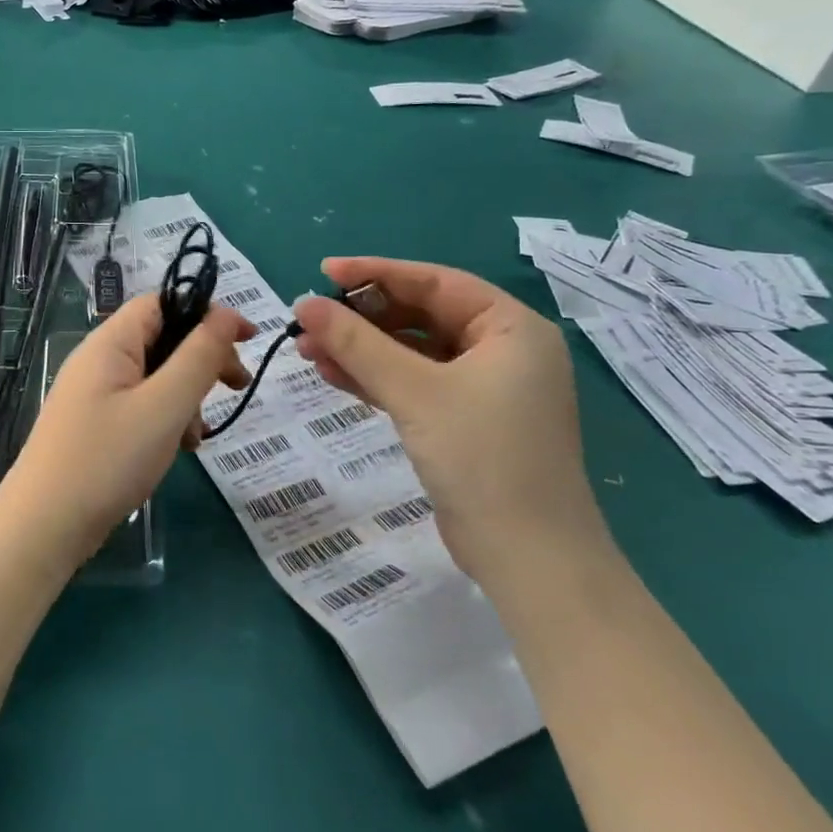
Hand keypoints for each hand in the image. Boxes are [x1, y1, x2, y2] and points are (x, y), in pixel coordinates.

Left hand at [2, 295, 251, 568]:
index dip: (207, 313)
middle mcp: (99, 359)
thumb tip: (226, 315)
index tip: (248, 339)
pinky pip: (140, 405)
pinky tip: (177, 449)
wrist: (43, 527)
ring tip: (195, 437)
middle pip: (162, 339)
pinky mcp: (94, 424)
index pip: (163, 303)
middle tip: (237, 387)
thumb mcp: (164, 406)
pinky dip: (165, 419)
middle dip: (202, 361)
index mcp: (110, 342)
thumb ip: (199, 357)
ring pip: (155, 377)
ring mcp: (93, 393)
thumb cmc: (107, 460)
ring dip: (185, 397)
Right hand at [291, 259, 611, 592]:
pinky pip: (413, 383)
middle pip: (421, 316)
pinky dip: (375, 378)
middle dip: (362, 319)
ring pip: (411, 352)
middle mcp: (502, 350)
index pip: (435, 283)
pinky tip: (332, 375)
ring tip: (307, 349)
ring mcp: (484, 388)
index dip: (376, 273)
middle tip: (309, 320)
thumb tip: (303, 304)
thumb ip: (357, 344)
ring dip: (361, 349)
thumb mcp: (415, 392)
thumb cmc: (483, 458)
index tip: (323, 273)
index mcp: (511, 328)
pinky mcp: (463, 420)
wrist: (528, 558)